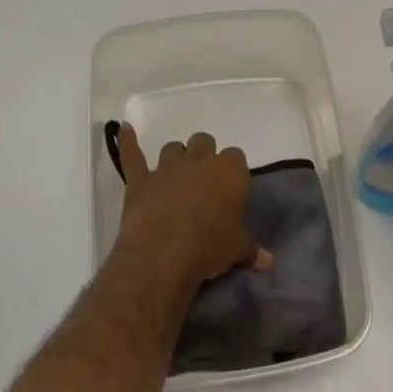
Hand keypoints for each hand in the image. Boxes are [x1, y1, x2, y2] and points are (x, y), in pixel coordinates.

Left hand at [112, 125, 272, 283]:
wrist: (165, 252)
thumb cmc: (210, 246)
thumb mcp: (237, 250)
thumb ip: (251, 250)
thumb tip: (269, 261)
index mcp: (230, 172)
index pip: (236, 156)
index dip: (232, 169)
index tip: (230, 186)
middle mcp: (200, 161)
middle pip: (204, 141)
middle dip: (204, 155)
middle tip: (204, 179)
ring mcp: (167, 167)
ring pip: (173, 148)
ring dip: (176, 157)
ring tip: (176, 175)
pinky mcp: (140, 179)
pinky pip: (132, 154)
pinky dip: (127, 142)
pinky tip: (123, 130)